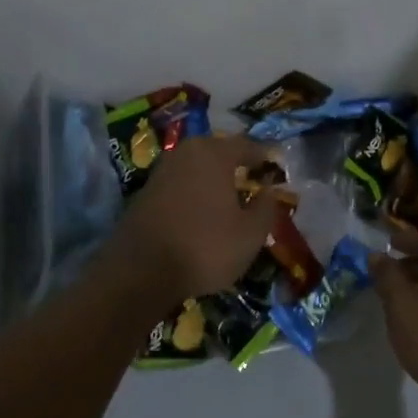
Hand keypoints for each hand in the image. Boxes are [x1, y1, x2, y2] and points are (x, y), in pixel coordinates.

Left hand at [108, 134, 281, 301]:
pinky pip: (180, 184)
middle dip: (236, 164)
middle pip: (218, 152)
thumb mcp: (251, 234)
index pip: (247, 146)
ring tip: (228, 197)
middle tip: (252, 179)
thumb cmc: (205, 247)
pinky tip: (201, 212)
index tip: (277, 166)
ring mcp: (161, 171)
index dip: (265, 156)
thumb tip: (270, 190)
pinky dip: (194, 192)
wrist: (140, 271)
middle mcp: (185, 152)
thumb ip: (267, 207)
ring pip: (196, 167)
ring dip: (212, 178)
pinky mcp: (145, 192)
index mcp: (214, 153)